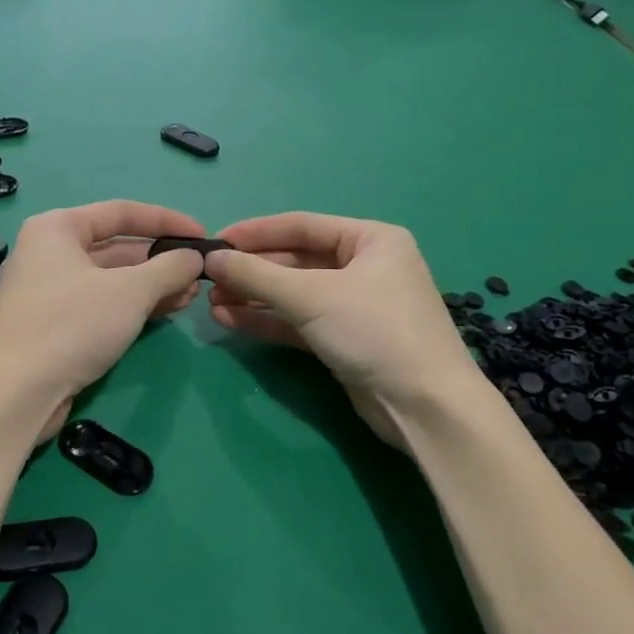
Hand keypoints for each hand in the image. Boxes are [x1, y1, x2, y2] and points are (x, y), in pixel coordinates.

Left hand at [0, 201, 205, 437]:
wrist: (13, 394)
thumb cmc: (71, 325)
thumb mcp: (130, 291)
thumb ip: (168, 268)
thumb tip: (194, 257)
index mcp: (58, 228)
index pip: (122, 212)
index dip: (166, 221)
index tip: (202, 235)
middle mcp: (50, 253)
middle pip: (116, 247)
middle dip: (161, 260)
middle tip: (200, 275)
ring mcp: (49, 291)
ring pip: (111, 279)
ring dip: (152, 286)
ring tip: (191, 297)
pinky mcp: (53, 325)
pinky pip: (101, 304)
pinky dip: (132, 306)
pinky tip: (166, 313)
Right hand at [204, 213, 490, 448]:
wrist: (425, 407)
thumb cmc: (374, 331)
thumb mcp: (311, 296)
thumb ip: (256, 274)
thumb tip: (211, 258)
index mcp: (371, 239)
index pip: (301, 226)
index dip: (255, 232)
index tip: (215, 240)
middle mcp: (365, 266)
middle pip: (296, 261)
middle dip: (252, 270)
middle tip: (209, 278)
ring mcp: (355, 305)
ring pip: (294, 293)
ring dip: (254, 296)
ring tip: (212, 301)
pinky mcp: (345, 339)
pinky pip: (299, 320)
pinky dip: (268, 319)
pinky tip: (231, 319)